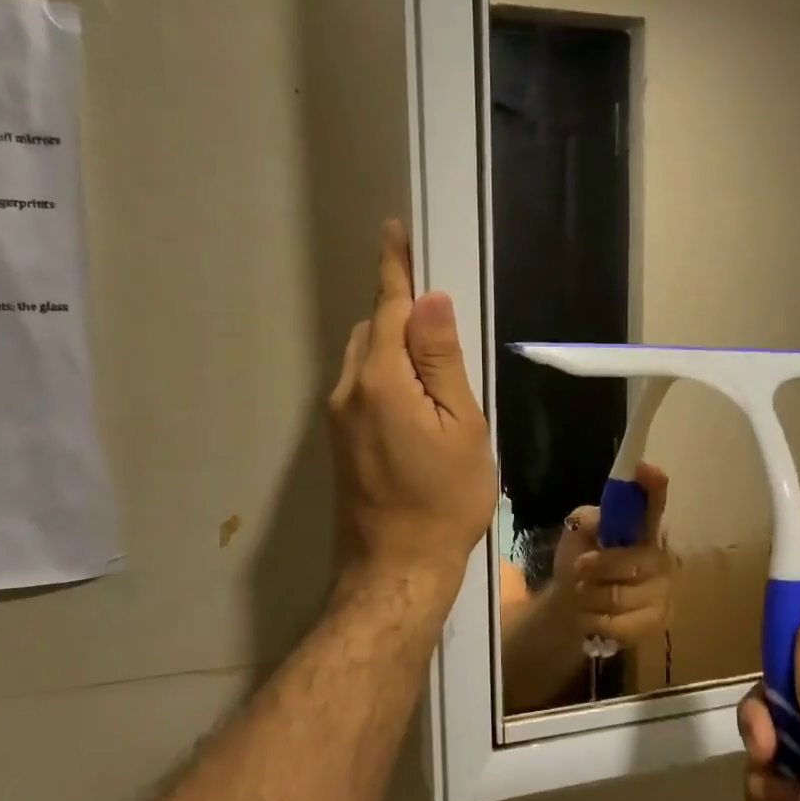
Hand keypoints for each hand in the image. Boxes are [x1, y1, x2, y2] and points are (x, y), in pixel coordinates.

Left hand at [328, 221, 495, 606]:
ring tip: (436, 363)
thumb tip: (430, 301)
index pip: (388, 308)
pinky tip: (415, 397)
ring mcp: (338, 417)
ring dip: (392, 344)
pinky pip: (361, 385)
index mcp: (381, 380)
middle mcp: (348, 390)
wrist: (397, 568)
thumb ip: (442, 361)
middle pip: (372, 330)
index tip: (395, 232)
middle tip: (441, 318)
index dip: (395, 269)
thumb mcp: (461, 426)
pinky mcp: (339, 440)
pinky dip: (385, 372)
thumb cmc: (444, 499)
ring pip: (364, 358)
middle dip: (399, 312)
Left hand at [551, 463, 673, 644]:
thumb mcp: (576, 535)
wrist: (575, 607)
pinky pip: (621, 623)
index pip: (654, 502)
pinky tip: (592, 617)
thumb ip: (587, 522)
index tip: (646, 468)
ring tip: (582, 594)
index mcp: (641, 527)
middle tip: (578, 568)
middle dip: (601, 565)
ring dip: (591, 595)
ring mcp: (663, 589)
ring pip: (622, 594)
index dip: (653, 487)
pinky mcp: (657, 621)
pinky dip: (596, 621)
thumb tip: (595, 521)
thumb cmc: (581, 562)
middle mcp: (660, 555)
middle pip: (634, 559)